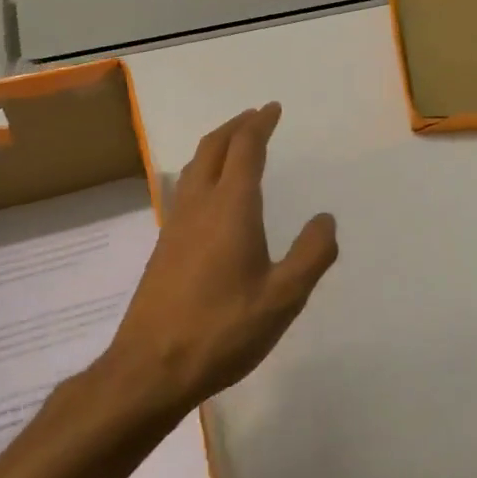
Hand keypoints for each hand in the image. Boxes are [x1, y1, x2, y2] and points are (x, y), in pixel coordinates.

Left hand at [107, 103, 337, 411]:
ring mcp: (175, 226)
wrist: (150, 368)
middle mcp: (199, 206)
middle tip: (254, 116)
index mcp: (231, 209)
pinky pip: (185, 190)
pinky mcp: (164, 248)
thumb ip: (312, 255)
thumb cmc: (223, 330)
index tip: (272, 108)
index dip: (259, 125)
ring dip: (216, 147)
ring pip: (194, 168)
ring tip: (234, 145)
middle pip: (213, 149)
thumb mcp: (284, 298)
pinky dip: (203, 173)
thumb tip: (325, 219)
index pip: (245, 150)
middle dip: (235, 127)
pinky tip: (210, 196)